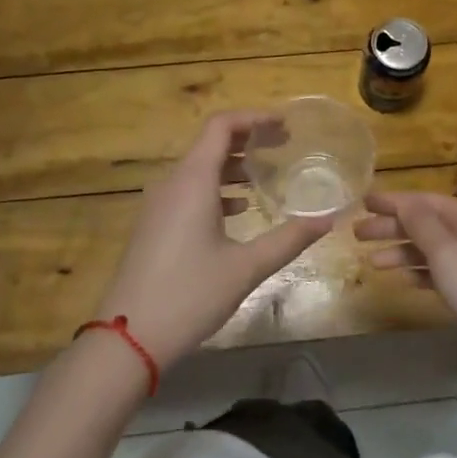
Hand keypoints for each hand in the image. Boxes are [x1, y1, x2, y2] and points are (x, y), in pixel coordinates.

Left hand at [93, 111, 333, 369]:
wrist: (128, 339)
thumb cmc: (189, 295)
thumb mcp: (246, 267)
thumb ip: (289, 239)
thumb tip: (328, 218)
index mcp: (193, 181)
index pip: (222, 126)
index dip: (254, 118)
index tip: (285, 125)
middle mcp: (172, 183)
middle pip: (210, 143)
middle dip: (248, 140)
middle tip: (284, 146)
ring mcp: (158, 205)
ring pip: (199, 168)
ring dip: (233, 165)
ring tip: (267, 176)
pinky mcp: (154, 225)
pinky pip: (188, 190)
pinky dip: (216, 188)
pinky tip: (239, 210)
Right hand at [354, 190, 456, 366]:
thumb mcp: (446, 252)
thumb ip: (421, 225)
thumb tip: (403, 202)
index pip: (423, 201)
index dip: (392, 201)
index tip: (363, 202)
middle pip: (424, 223)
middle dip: (391, 227)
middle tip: (357, 234)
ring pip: (430, 248)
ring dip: (401, 251)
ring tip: (371, 261)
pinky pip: (440, 270)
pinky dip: (420, 271)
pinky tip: (403, 279)